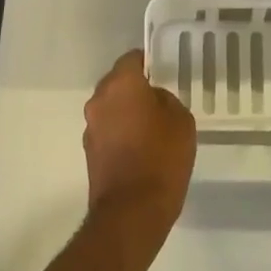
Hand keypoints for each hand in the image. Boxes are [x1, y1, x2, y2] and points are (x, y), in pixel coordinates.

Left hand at [84, 51, 196, 245]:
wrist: (132, 212)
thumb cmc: (162, 157)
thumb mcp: (181, 121)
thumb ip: (166, 100)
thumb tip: (153, 100)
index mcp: (121, 85)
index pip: (131, 59)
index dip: (148, 62)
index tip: (163, 72)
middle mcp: (99, 101)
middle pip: (117, 83)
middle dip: (136, 88)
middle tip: (160, 100)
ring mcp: (91, 128)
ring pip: (111, 108)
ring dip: (127, 112)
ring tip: (152, 127)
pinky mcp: (90, 152)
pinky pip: (108, 130)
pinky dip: (121, 133)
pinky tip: (141, 148)